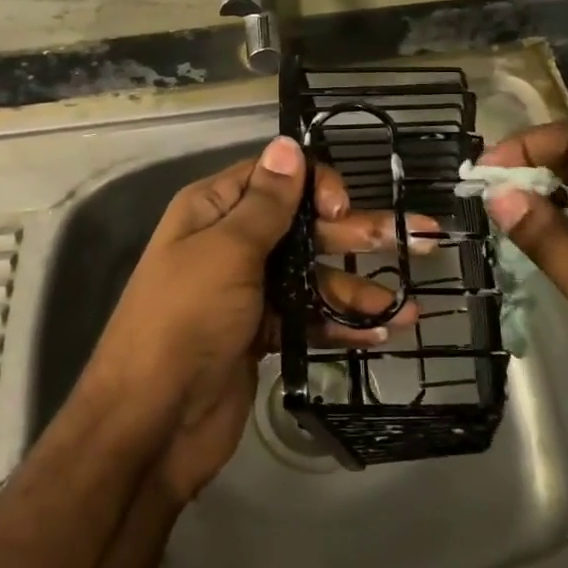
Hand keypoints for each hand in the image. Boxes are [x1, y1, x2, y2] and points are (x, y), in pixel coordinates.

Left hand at [85, 136, 423, 502]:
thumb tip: (287, 144)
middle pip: (302, 226)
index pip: (273, 178)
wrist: (152, 423)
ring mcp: (247, 291)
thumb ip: (265, 203)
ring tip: (409, 305)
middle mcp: (230, 243)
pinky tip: (380, 333)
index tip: (342, 209)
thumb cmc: (186, 321)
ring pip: (311, 275)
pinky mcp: (261, 333)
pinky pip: (307, 316)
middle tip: (415, 240)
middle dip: (354, 234)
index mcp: (213, 210)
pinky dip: (339, 323)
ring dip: (357, 288)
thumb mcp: (226, 252)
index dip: (314, 184)